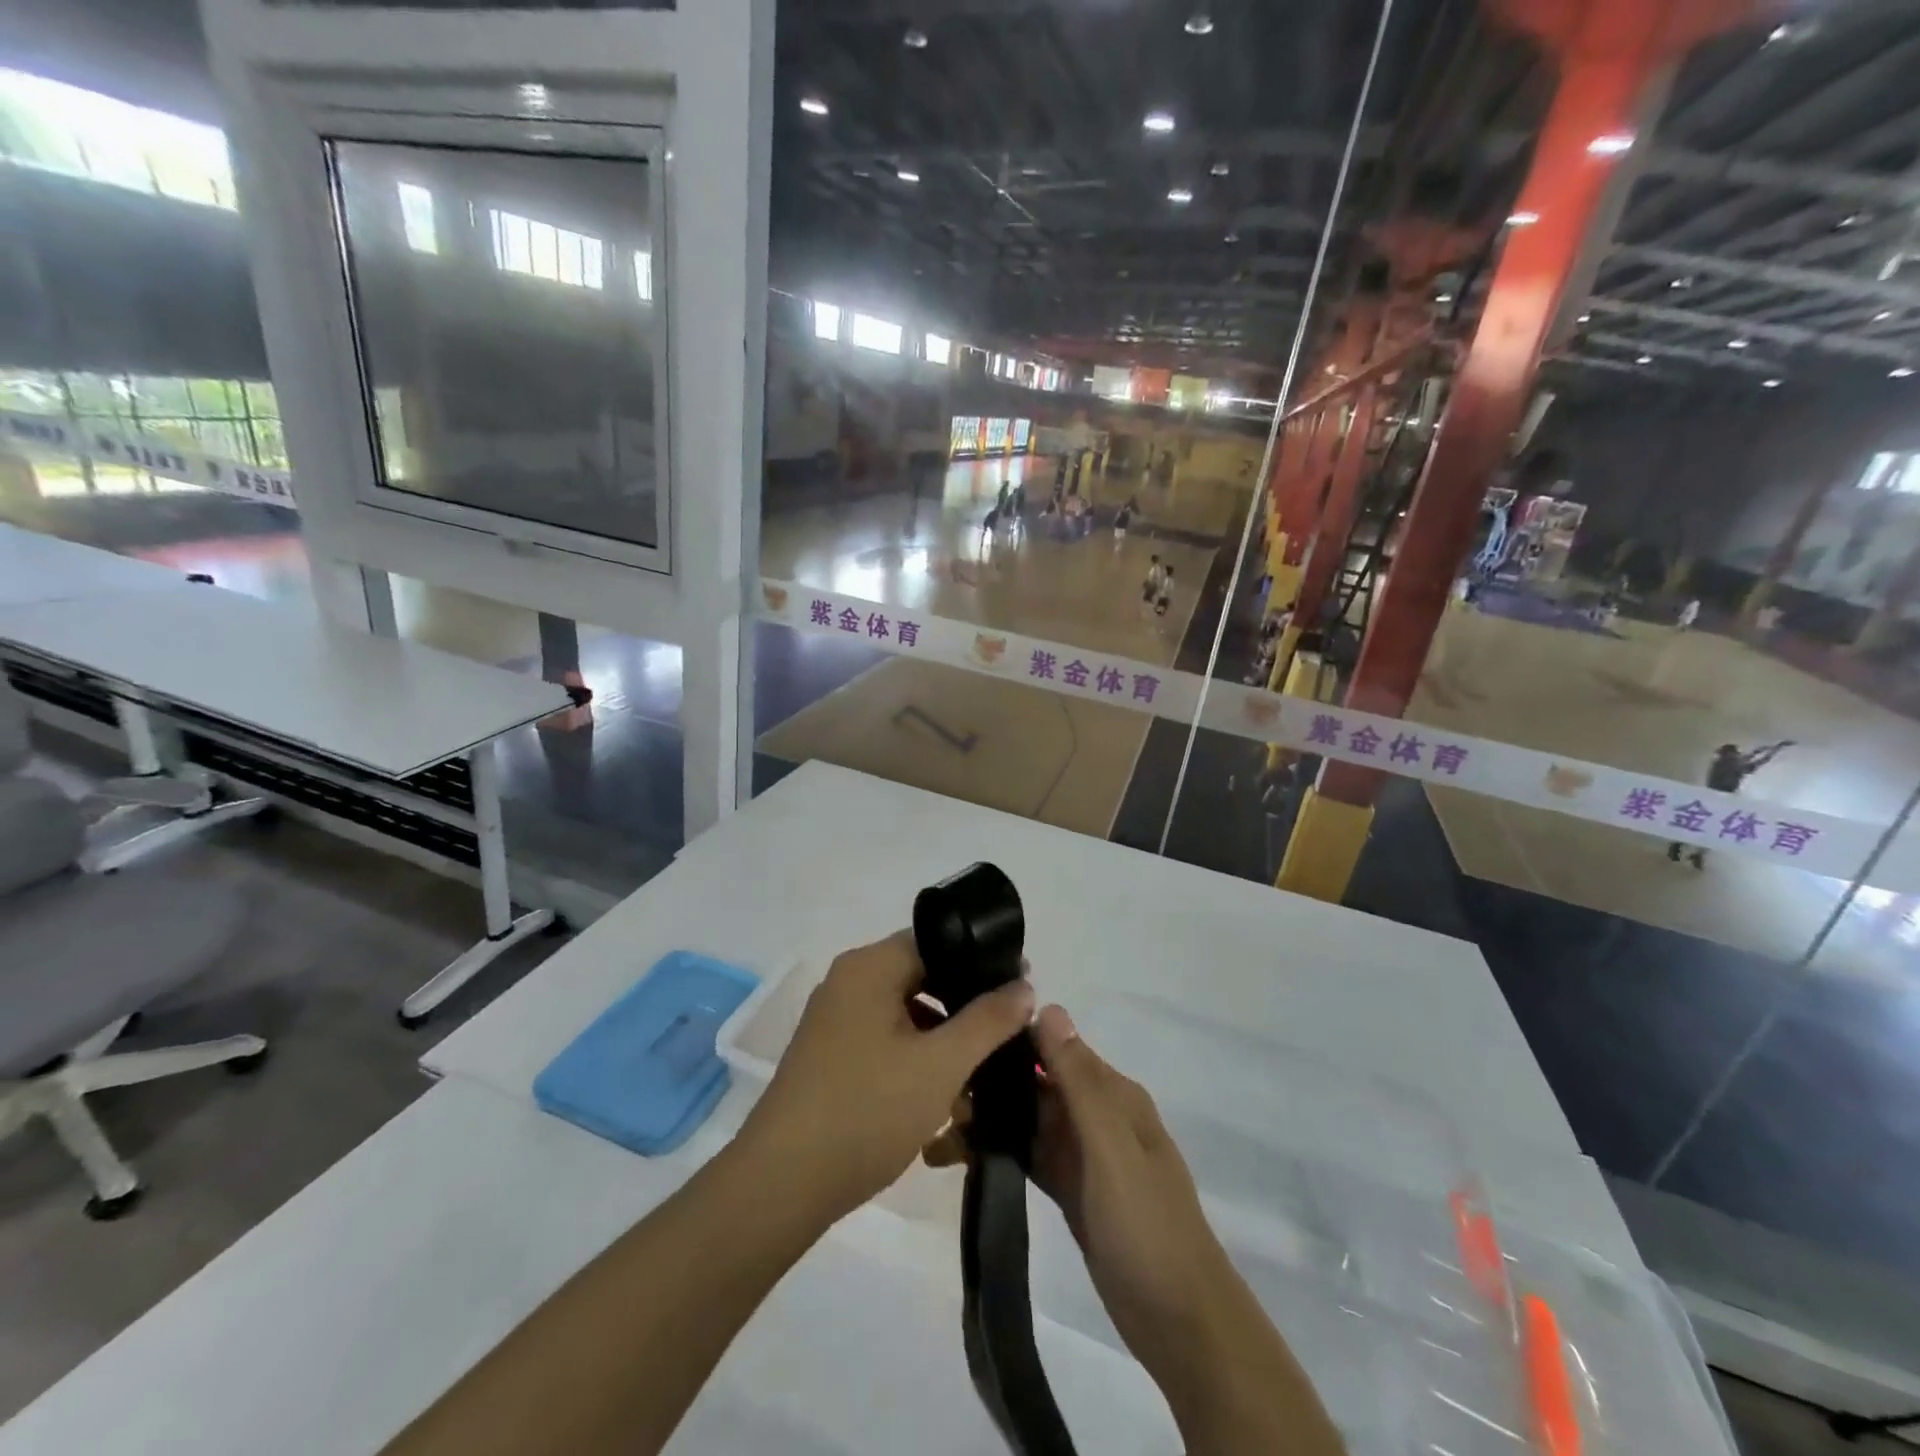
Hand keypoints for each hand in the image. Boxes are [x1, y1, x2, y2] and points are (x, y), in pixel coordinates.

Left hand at [736, 931, 1033, 1228]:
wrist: (782, 1184)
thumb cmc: (867, 1110)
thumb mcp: (941, 1065)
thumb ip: (988, 1020)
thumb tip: (1023, 985)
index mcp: (869, 967)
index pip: (936, 941)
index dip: (981, 961)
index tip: (1018, 990)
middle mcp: (848, 982)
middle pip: (921, 975)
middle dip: (964, 1005)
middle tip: (1004, 1035)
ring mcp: (834, 1019)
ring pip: (905, 1011)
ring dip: (942, 1036)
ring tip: (978, 1072)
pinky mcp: (830, 1055)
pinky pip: (885, 1038)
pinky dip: (915, 1056)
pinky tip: (941, 1094)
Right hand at [931, 1006, 1346, 1455]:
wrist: (1182, 1325)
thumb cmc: (1147, 1226)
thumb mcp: (1112, 1148)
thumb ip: (1079, 1080)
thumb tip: (1047, 1007)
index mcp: (1112, 1094)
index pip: (1054, 1048)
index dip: (1009, 1043)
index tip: (959, 1043)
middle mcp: (1097, 1114)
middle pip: (1036, 1084)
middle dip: (990, 1086)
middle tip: (935, 1099)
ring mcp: (1083, 1153)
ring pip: (1028, 1120)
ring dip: (989, 1120)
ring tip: (936, 1131)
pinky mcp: (1071, 1189)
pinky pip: (1029, 1155)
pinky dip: (999, 1151)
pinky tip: (958, 1157)